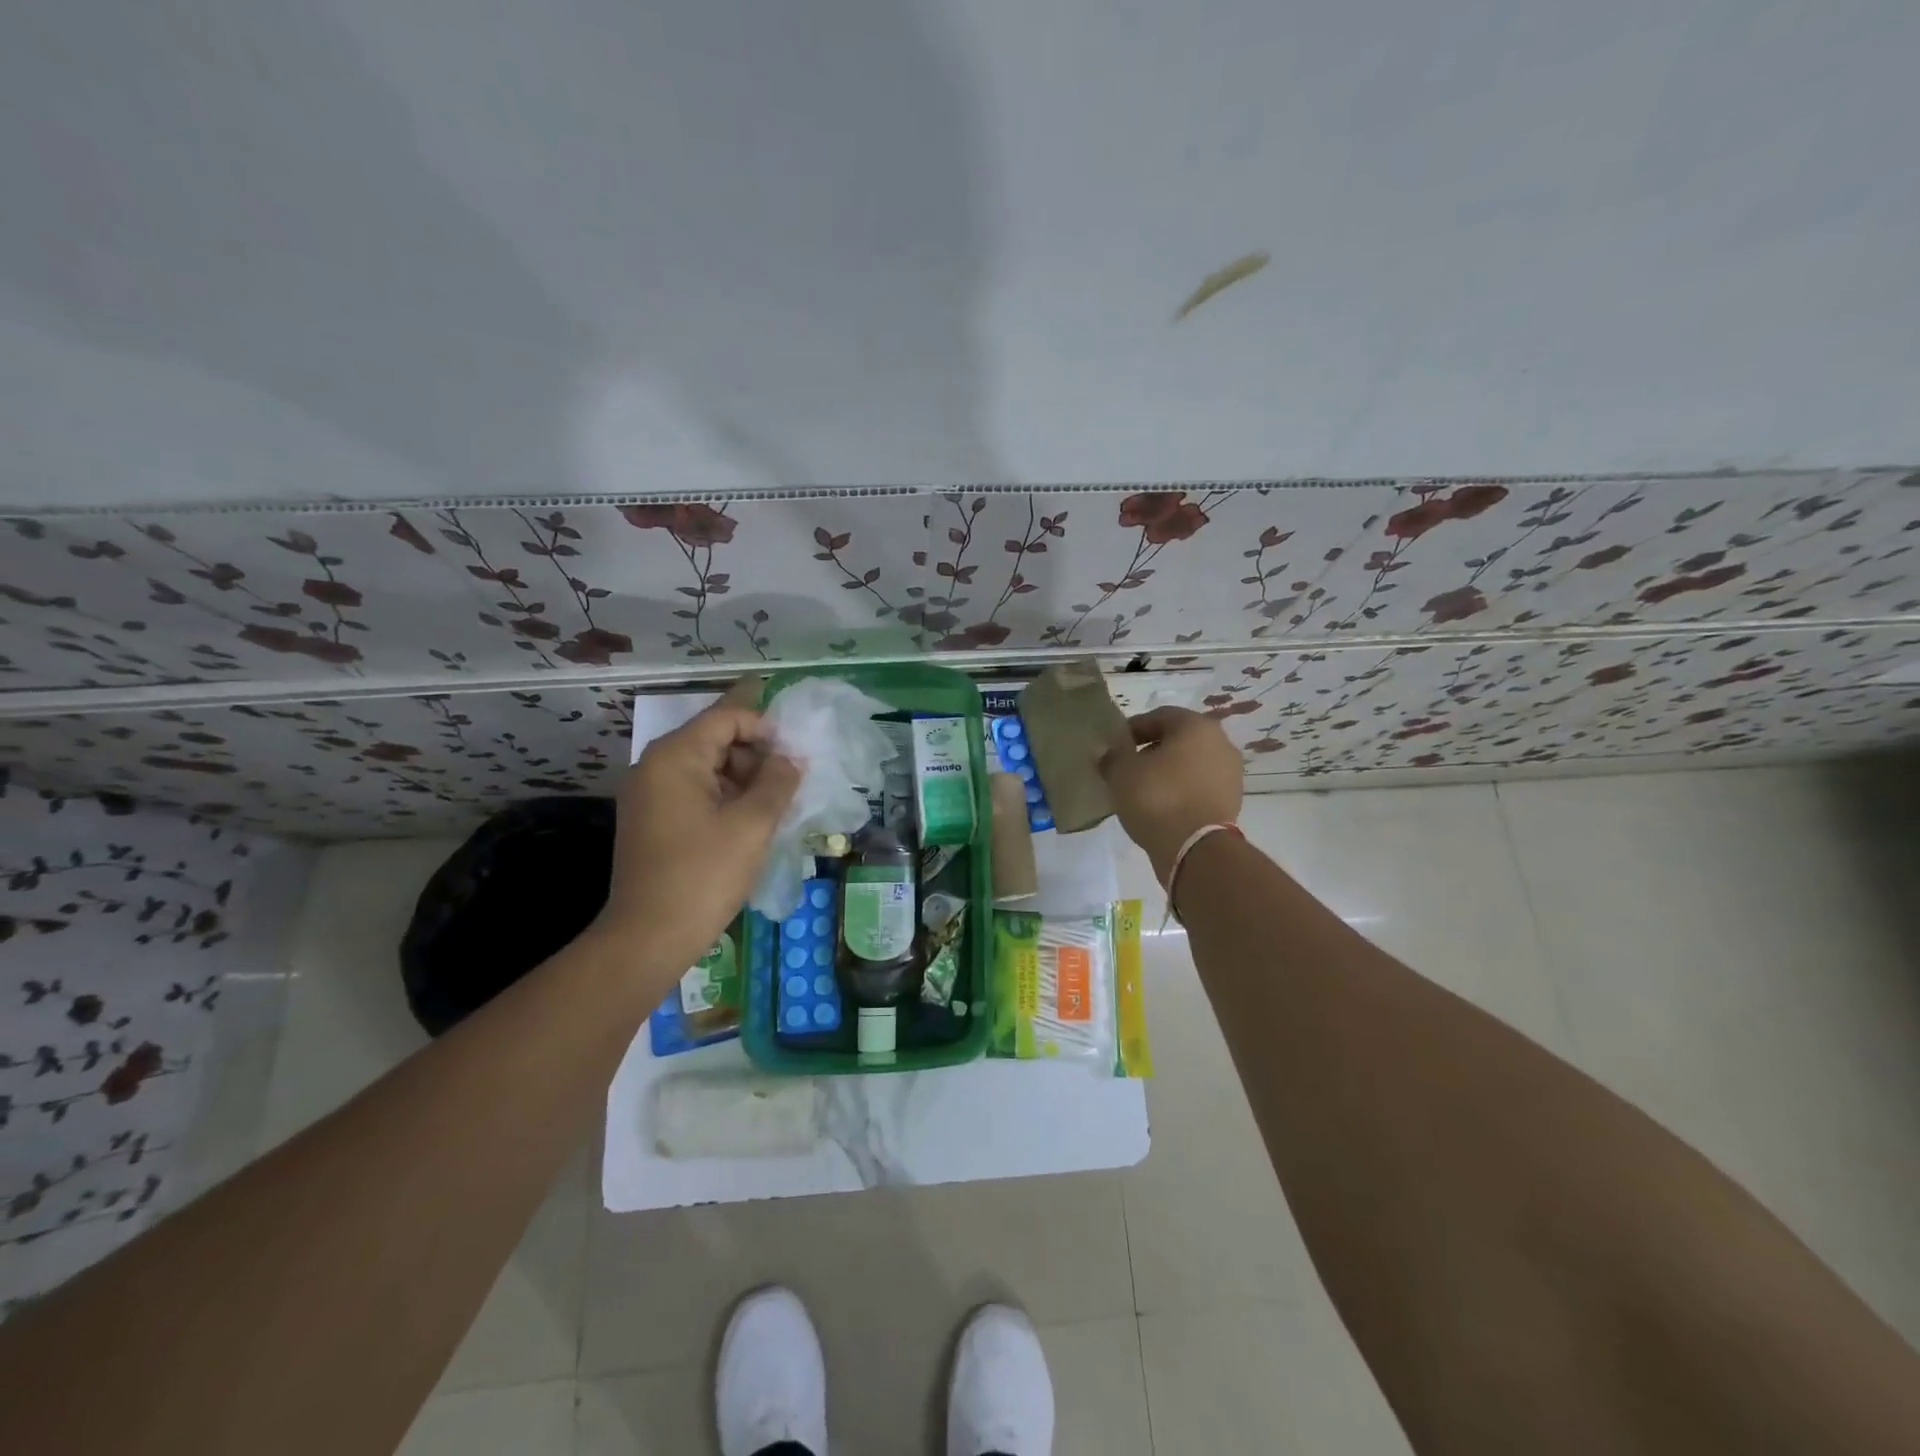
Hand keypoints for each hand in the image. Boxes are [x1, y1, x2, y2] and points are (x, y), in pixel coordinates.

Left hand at [595, 686, 799, 979]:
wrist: (648, 938)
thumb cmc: (703, 875)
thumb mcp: (752, 825)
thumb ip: (777, 782)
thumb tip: (791, 758)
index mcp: (675, 757)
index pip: (726, 717)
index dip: (765, 726)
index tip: (796, 753)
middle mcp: (656, 766)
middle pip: (715, 739)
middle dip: (756, 753)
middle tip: (791, 781)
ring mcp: (650, 795)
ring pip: (707, 768)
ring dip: (744, 778)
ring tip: (777, 804)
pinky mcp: (653, 821)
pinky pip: (695, 792)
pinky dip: (726, 797)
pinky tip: (752, 820)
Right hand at [1098, 707, 1243, 883]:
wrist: (1195, 849)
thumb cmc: (1157, 798)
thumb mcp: (1121, 772)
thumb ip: (1111, 756)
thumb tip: (1106, 752)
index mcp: (1195, 726)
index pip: (1158, 716)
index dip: (1132, 730)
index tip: (1114, 748)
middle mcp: (1220, 742)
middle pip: (1177, 739)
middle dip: (1151, 751)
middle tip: (1127, 769)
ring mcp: (1230, 773)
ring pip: (1190, 764)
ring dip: (1167, 772)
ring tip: (1142, 791)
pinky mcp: (1231, 801)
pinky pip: (1198, 786)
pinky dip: (1181, 791)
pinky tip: (1161, 807)